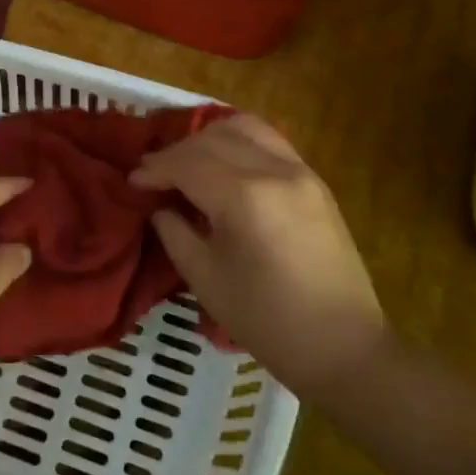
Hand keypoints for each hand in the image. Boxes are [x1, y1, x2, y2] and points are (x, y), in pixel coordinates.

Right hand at [130, 114, 383, 397]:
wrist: (343, 347)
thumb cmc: (267, 322)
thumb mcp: (205, 279)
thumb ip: (174, 232)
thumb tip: (159, 206)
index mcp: (244, 197)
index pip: (187, 163)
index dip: (155, 169)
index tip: (132, 181)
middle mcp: (274, 170)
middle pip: (212, 139)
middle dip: (177, 152)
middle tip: (155, 175)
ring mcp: (300, 170)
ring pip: (244, 127)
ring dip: (209, 138)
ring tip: (190, 163)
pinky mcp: (315, 180)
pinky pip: (270, 140)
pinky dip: (239, 141)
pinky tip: (224, 164)